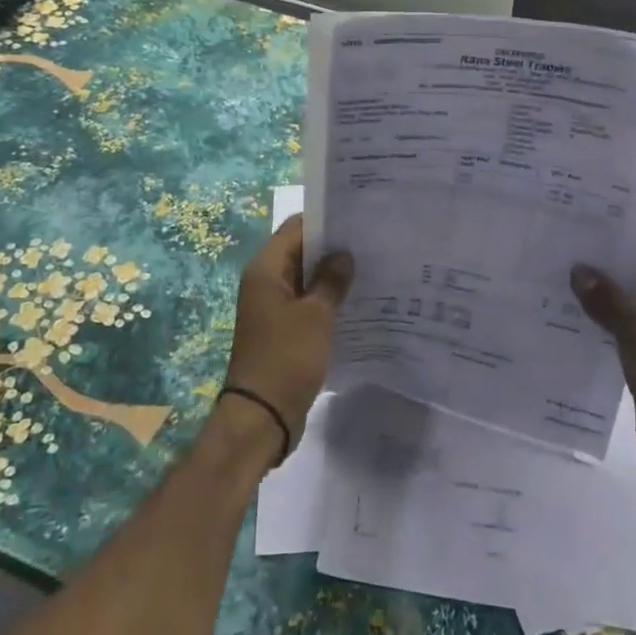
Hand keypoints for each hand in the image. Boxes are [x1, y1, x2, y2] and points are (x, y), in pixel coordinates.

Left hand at [221, 215, 353, 463]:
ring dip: (332, 276)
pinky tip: (357, 301)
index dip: (324, 219)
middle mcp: (265, 283)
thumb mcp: (315, 315)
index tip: (358, 218)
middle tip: (372, 242)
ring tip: (372, 268)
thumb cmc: (287, 357)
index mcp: (266, 270)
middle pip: (300, 252)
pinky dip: (327, 300)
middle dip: (333, 248)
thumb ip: (330, 280)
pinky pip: (307, 304)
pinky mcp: (283, 331)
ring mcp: (273, 308)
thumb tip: (343, 254)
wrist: (263, 416)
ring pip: (306, 280)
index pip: (295, 228)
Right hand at [573, 260, 635, 495]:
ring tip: (551, 286)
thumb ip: (610, 301)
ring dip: (593, 304)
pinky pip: (616, 338)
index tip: (576, 235)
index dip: (613, 247)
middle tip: (555, 258)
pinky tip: (563, 325)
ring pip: (621, 312)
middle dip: (597, 275)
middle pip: (631, 285)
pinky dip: (595, 331)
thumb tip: (579, 270)